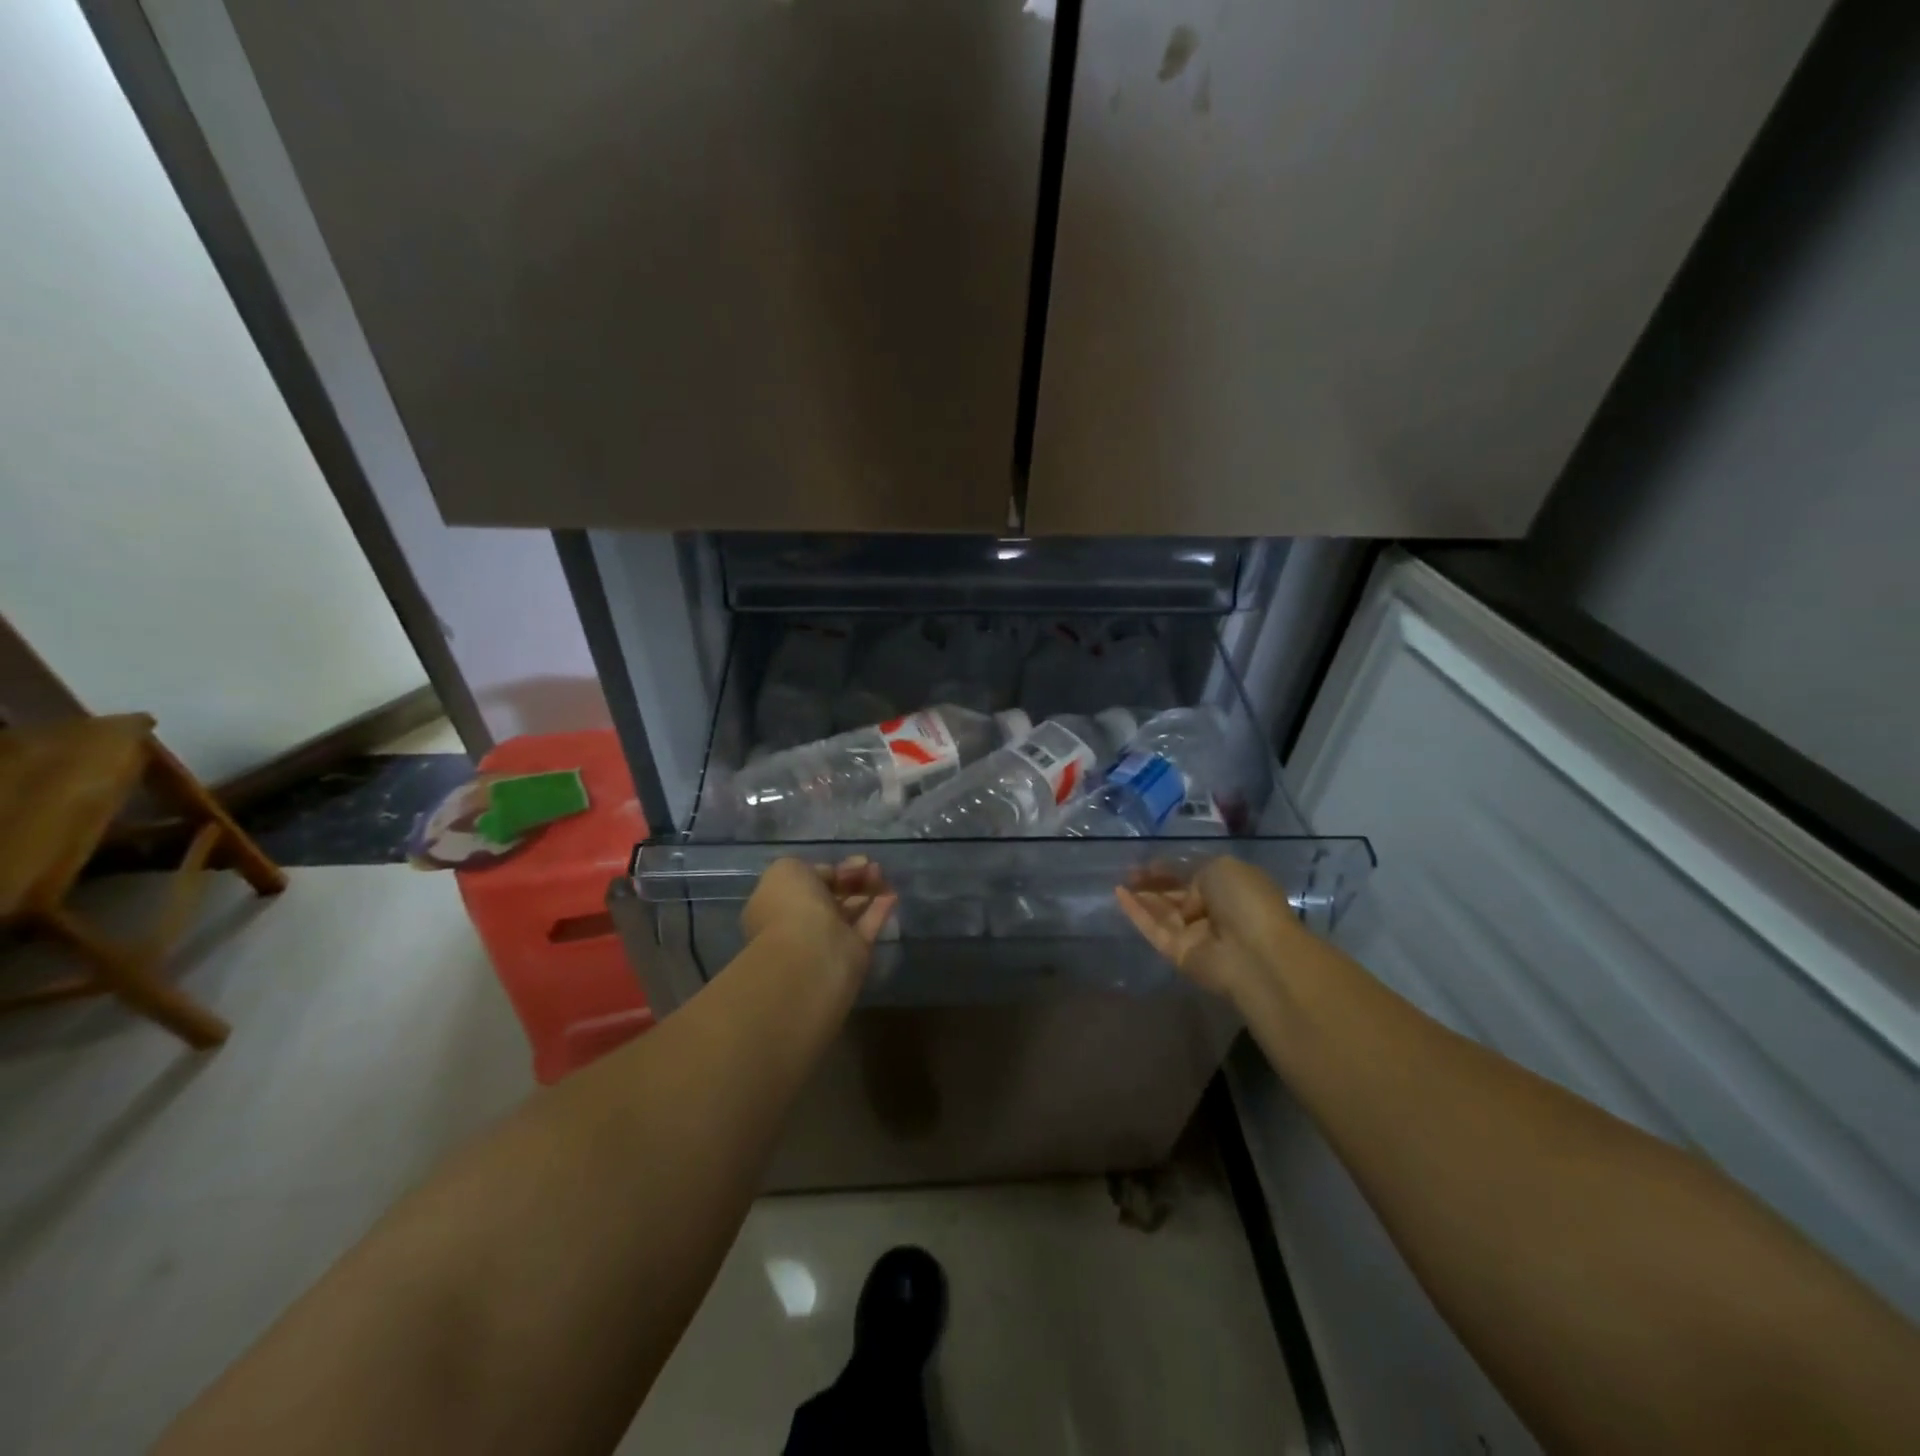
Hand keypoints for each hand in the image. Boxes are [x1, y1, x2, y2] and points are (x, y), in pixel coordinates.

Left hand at [741, 856, 897, 982]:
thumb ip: (808, 869)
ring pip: (850, 910)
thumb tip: (829, 877)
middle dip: (851, 878)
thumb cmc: (793, 905)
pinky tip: (892, 894)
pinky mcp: (853, 953)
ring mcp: (828, 939)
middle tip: (871, 866)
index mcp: (779, 902)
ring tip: (881, 874)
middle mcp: (801, 922)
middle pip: (831, 896)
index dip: (831, 869)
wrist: (810, 952)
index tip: (853, 860)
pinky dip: (879, 909)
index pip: (808, 881)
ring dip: (867, 890)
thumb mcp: (788, 869)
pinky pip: (867, 926)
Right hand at [1116, 856, 1303, 999]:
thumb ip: (1195, 871)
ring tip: (1119, 879)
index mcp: (1231, 888)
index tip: (1148, 861)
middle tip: (1129, 871)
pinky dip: (1136, 912)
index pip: (1195, 875)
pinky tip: (1118, 894)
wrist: (1253, 953)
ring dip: (1142, 895)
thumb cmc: (1245, 901)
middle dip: (1154, 882)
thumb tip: (1183, 891)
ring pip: (1162, 912)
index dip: (1172, 868)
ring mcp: (1195, 934)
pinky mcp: (1178, 953)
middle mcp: (1214, 911)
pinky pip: (1153, 929)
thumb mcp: (1222, 867)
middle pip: (1177, 894)